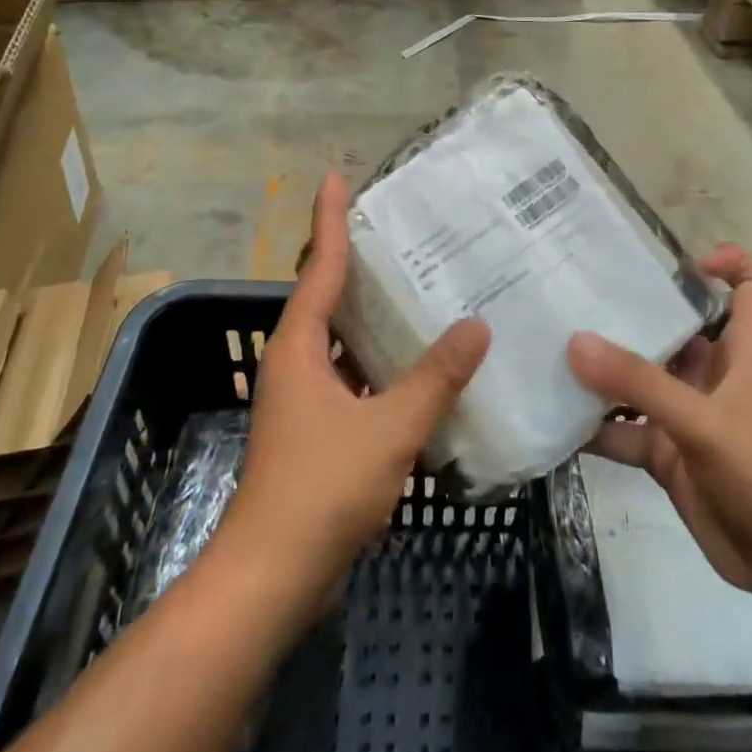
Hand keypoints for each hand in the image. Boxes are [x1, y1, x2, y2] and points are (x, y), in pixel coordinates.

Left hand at [220, 171, 491, 613]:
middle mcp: (294, 362)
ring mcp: (302, 398)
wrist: (274, 574)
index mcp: (299, 346)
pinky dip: (379, 363)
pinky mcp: (315, 430)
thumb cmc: (323, 487)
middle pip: (325, 296)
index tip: (337, 177)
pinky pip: (351, 377)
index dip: (329, 218)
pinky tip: (417, 366)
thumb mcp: (389, 427)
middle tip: (399, 232)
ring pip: (340, 340)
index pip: (319, 266)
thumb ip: (435, 377)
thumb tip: (477, 327)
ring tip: (418, 289)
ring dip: (371, 316)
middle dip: (356, 261)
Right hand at [567, 245, 751, 605]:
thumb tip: (575, 341)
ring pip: (641, 383)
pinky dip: (596, 427)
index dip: (729, 264)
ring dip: (603, 374)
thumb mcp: (703, 422)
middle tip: (573, 299)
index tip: (681, 263)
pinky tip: (556, 419)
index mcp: (743, 353)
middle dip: (631, 317)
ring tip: (550, 352)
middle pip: (675, 332)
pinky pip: (626, 430)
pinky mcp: (670, 455)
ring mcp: (689, 417)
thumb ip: (640, 383)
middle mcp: (714, 377)